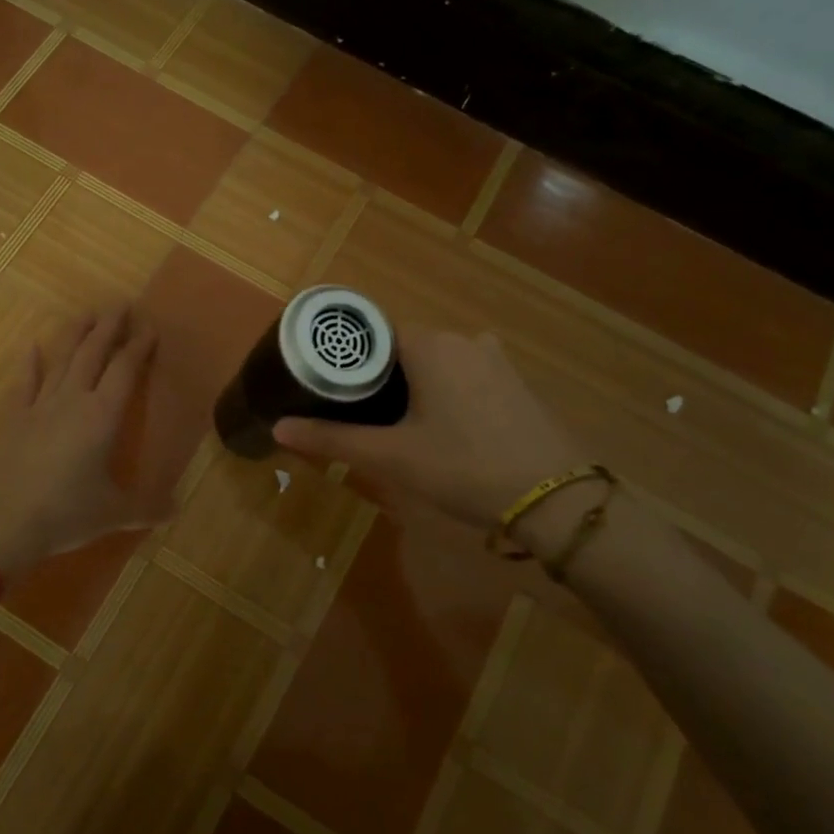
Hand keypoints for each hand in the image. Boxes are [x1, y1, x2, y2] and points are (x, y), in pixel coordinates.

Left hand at [0, 304, 164, 579]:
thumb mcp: (113, 513)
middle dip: (108, 327)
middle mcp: (73, 401)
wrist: (0, 521)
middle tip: (120, 304)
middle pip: (93, 354)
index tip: (149, 326)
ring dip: (75, 335)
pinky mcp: (14, 420)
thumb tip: (177, 509)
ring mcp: (40, 407)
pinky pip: (24, 384)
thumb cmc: (65, 512)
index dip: (138, 346)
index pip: (125, 370)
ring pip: (62, 360)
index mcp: (102, 416)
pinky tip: (30, 346)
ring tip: (86, 312)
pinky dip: (28, 364)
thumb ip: (147, 507)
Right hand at [272, 327, 581, 528]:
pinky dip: (447, 392)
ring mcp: (495, 359)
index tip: (328, 386)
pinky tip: (444, 428)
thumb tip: (277, 429)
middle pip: (404, 346)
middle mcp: (463, 339)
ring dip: (414, 384)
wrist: (556, 499)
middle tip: (356, 413)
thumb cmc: (464, 467)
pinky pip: (467, 375)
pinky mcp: (516, 383)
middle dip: (379, 375)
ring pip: (437, 361)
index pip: (373, 334)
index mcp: (430, 344)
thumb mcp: (391, 457)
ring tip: (395, 423)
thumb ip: (332, 440)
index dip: (348, 359)